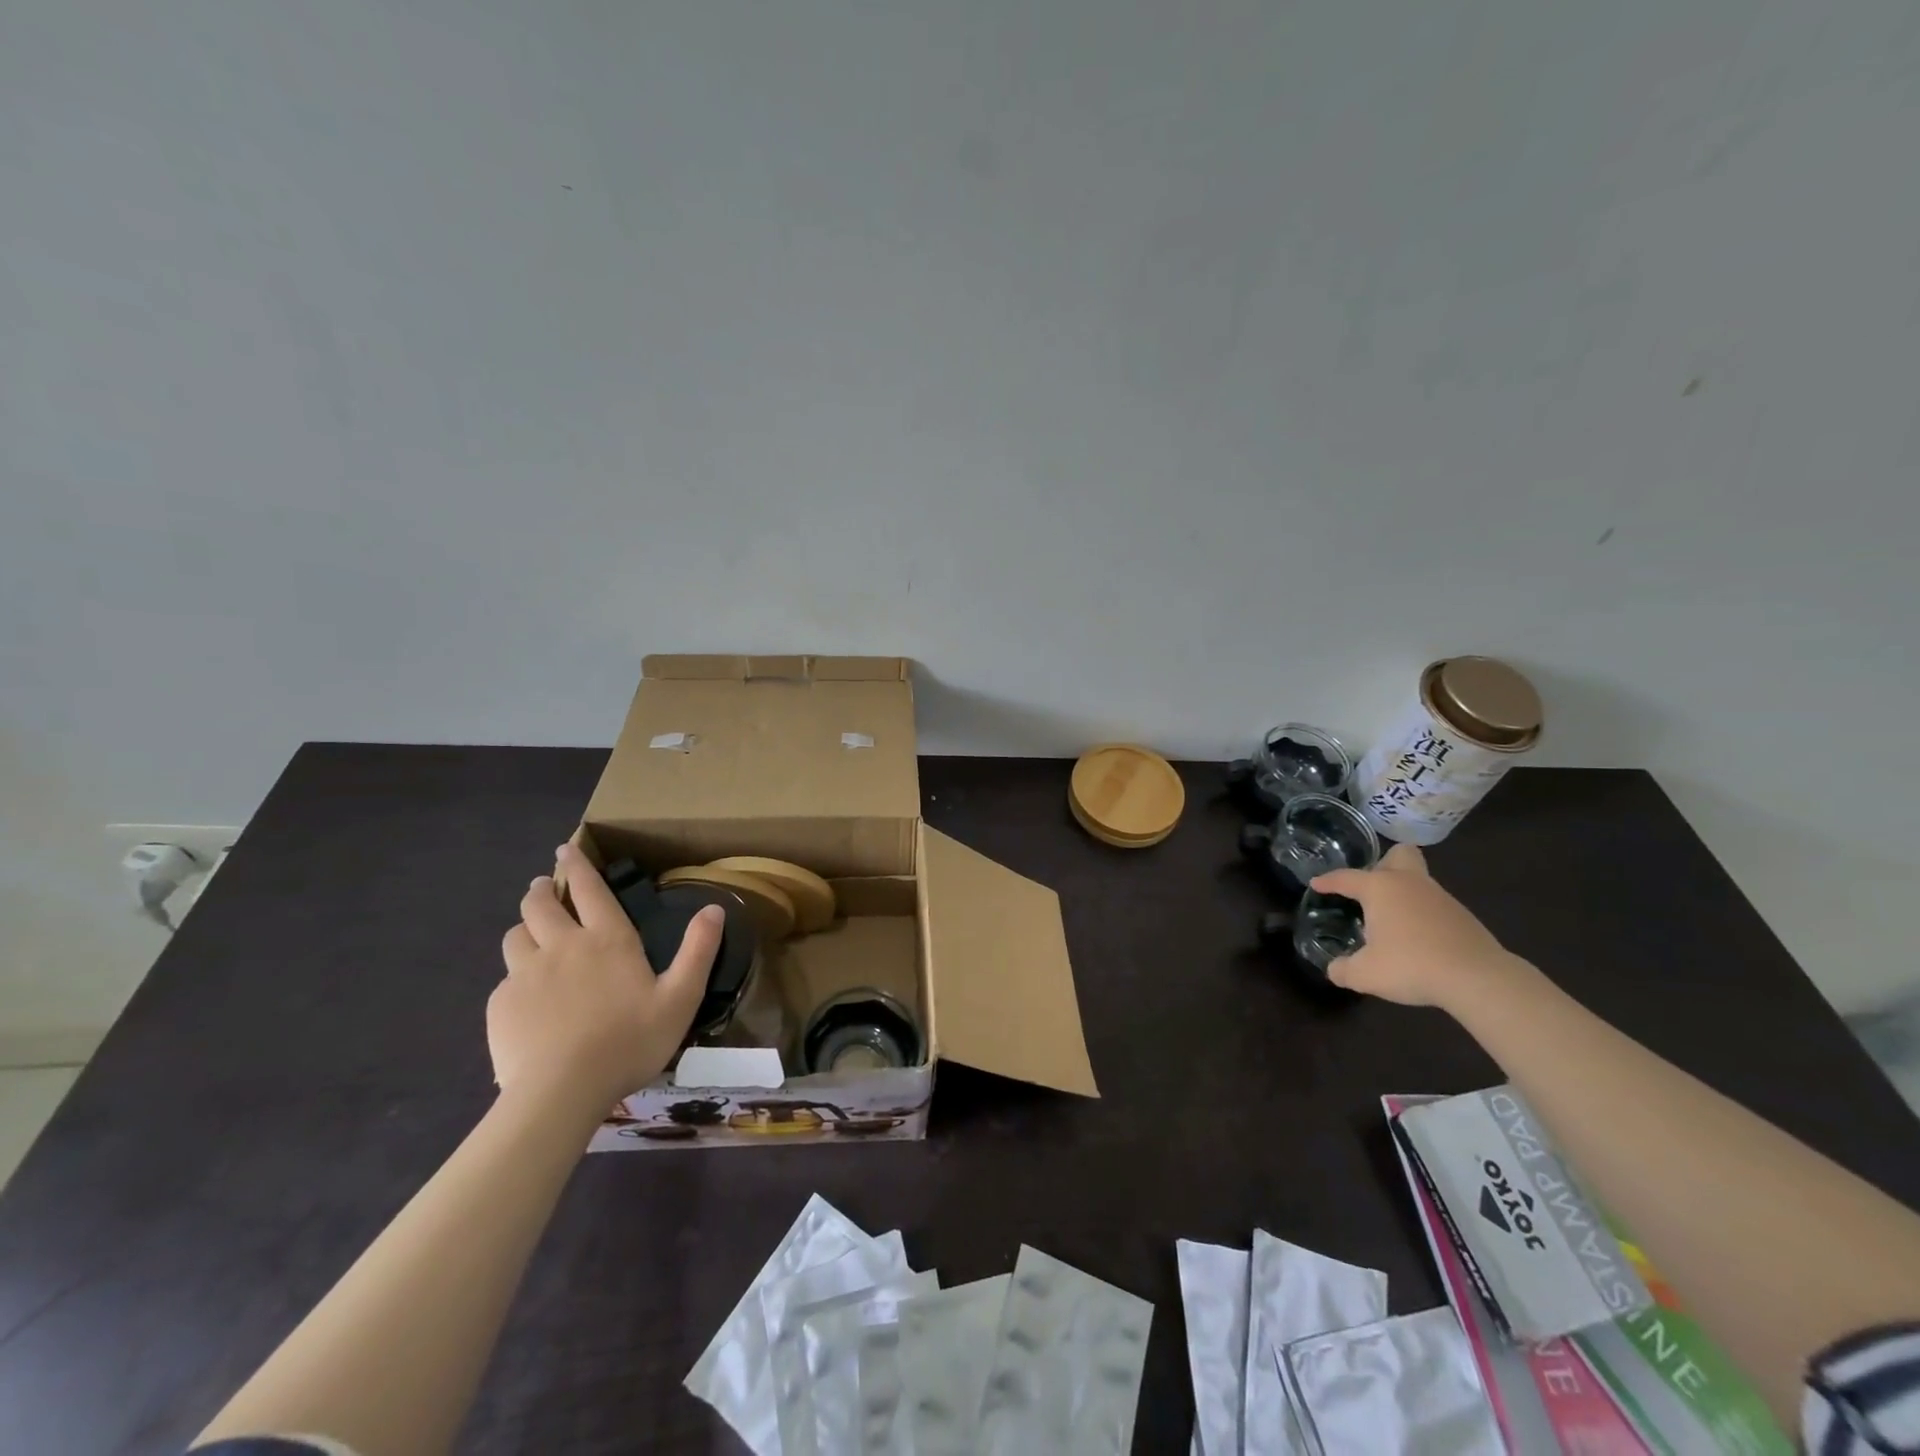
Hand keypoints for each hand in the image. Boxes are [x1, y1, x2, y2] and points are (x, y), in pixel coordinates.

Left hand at [489, 843, 722, 1113]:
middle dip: (541, 890)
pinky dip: (515, 977)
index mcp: (607, 940)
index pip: (588, 889)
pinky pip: (504, 979)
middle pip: (540, 904)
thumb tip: (714, 908)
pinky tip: (525, 997)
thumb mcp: (680, 998)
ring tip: (531, 935)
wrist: (561, 1092)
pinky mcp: (501, 1005)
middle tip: (542, 888)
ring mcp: (525, 974)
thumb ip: (699, 951)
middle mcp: (562, 945)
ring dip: (524, 928)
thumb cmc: (629, 1041)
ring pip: (515, 936)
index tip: (565, 850)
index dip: (576, 866)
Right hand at [1310, 842, 1521, 1008]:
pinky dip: (1423, 915)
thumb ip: (1343, 969)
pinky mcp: (1463, 916)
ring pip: (1419, 881)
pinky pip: (1434, 905)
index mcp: (1380, 888)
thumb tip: (1335, 969)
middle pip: (1399, 854)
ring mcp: (1440, 897)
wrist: (1478, 979)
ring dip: (1404, 894)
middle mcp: (1410, 883)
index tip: (1316, 884)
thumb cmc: (1412, 965)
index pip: (1346, 878)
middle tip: (1372, 888)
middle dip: (1384, 864)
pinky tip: (1418, 939)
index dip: (1328, 881)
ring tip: (1392, 921)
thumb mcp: (1365, 974)